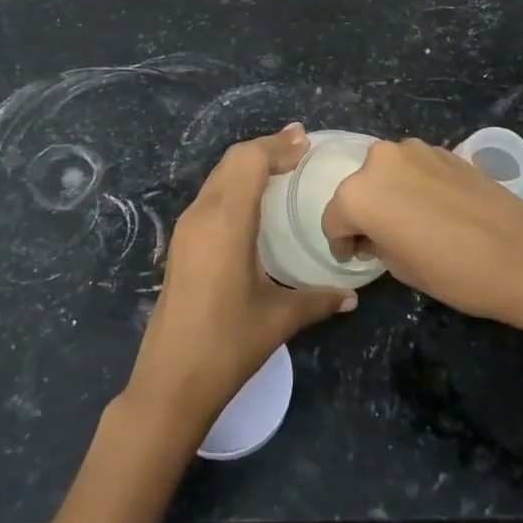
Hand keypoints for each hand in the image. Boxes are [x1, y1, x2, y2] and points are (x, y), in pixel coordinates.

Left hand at [124, 124, 356, 436]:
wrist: (169, 381)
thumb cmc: (227, 345)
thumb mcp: (279, 319)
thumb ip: (318, 300)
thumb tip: (352, 296)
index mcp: (226, 222)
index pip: (249, 162)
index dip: (277, 145)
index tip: (306, 141)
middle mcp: (202, 215)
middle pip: (232, 161)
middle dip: (265, 148)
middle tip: (299, 146)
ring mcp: (187, 229)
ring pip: (218, 177)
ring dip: (248, 165)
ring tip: (281, 165)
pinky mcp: (181, 244)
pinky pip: (211, 196)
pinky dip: (235, 184)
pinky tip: (255, 201)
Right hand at [323, 138, 522, 326]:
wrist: (521, 254)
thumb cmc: (452, 271)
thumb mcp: (400, 268)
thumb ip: (376, 242)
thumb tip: (377, 234)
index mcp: (359, 194)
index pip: (334, 219)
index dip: (342, 242)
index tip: (355, 256)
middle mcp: (379, 161)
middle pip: (359, 188)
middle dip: (365, 212)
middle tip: (382, 239)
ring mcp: (413, 149)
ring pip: (387, 173)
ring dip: (390, 194)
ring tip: (412, 221)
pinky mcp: (443, 149)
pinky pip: (415, 168)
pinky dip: (415, 185)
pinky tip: (437, 209)